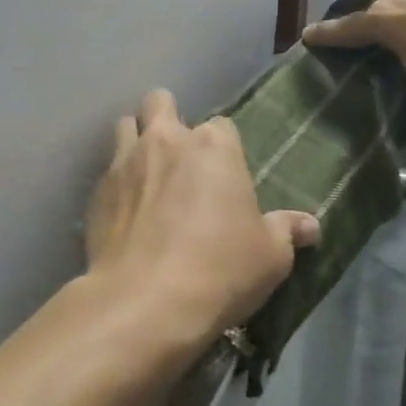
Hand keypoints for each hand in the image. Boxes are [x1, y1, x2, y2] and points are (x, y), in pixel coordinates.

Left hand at [84, 89, 319, 345]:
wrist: (145, 303)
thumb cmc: (221, 270)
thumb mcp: (271, 255)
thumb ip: (287, 231)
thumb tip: (311, 225)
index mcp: (214, 147)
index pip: (222, 125)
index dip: (223, 148)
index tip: (225, 176)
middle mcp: (166, 140)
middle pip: (159, 102)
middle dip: (167, 118)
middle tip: (177, 155)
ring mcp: (124, 162)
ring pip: (124, 126)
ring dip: (135, 141)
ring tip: (146, 175)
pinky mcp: (95, 192)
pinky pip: (105, 172)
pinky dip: (116, 184)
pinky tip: (124, 214)